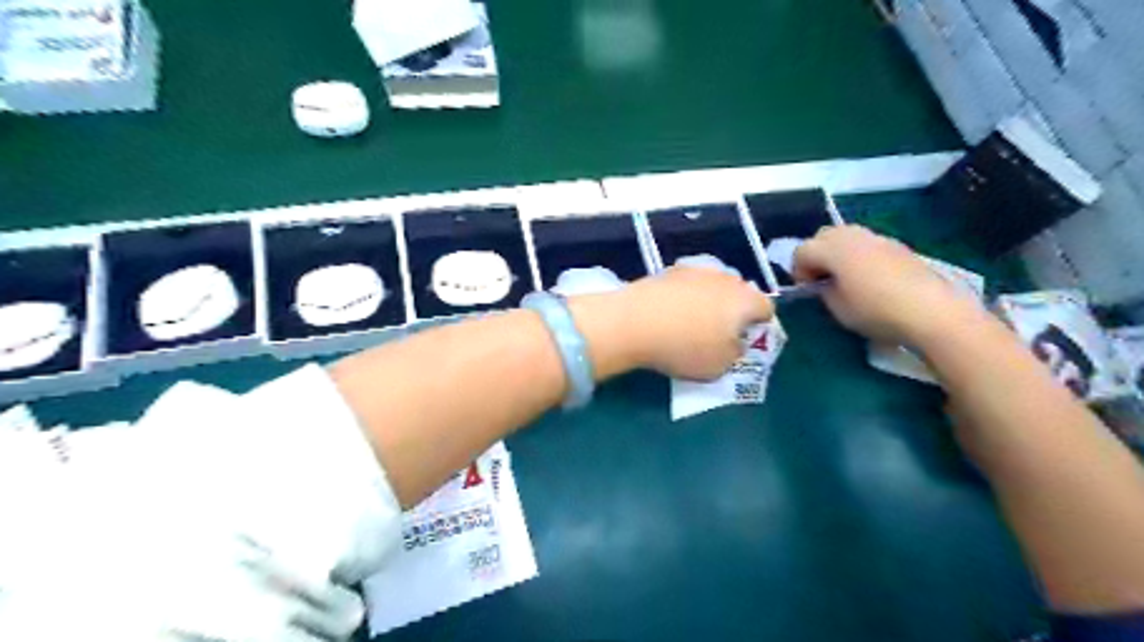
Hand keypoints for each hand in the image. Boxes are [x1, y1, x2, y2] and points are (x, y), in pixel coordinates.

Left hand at [613, 264, 772, 377]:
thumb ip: (736, 353)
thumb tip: (735, 341)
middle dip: (734, 309)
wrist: (634, 321)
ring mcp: (696, 270)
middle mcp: (725, 278)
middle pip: (740, 291)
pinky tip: (670, 313)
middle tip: (719, 332)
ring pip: (713, 285)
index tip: (744, 340)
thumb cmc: (685, 348)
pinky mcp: (669, 270)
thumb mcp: (720, 366)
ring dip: (709, 300)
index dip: (760, 325)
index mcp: (745, 300)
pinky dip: (684, 296)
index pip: (766, 307)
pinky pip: (687, 284)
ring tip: (691, 321)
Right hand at [793, 226, 977, 346]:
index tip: (807, 290)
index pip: (802, 251)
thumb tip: (824, 284)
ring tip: (844, 278)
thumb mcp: (838, 308)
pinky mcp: (897, 246)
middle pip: (822, 236)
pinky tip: (868, 279)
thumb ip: (823, 291)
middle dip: (816, 255)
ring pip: (846, 236)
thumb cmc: (876, 310)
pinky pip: (866, 244)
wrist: (931, 310)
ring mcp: (878, 238)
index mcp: (833, 249)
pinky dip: (858, 255)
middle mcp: (853, 236)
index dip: (798, 270)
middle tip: (821, 280)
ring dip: (837, 253)